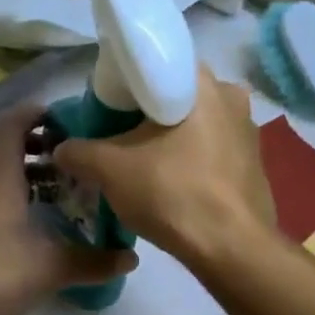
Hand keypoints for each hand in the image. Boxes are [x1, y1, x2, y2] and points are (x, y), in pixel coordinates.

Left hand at [0, 103, 137, 314]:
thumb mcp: (50, 268)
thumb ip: (93, 261)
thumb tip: (132, 258)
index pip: (15, 123)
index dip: (41, 113)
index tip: (73, 120)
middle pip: (7, 144)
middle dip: (42, 144)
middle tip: (77, 157)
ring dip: (29, 171)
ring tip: (64, 188)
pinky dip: (15, 194)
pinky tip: (37, 221)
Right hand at [54, 68, 273, 270]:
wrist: (232, 249)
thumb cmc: (173, 194)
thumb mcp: (111, 171)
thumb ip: (79, 152)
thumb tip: (60, 149)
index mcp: (201, 81)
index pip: (152, 65)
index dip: (122, 85)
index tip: (105, 109)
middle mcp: (230, 94)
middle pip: (172, 95)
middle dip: (142, 114)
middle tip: (115, 136)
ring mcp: (247, 129)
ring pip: (192, 123)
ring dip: (166, 137)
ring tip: (139, 162)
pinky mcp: (253, 161)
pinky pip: (210, 148)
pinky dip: (187, 157)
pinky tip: (170, 181)